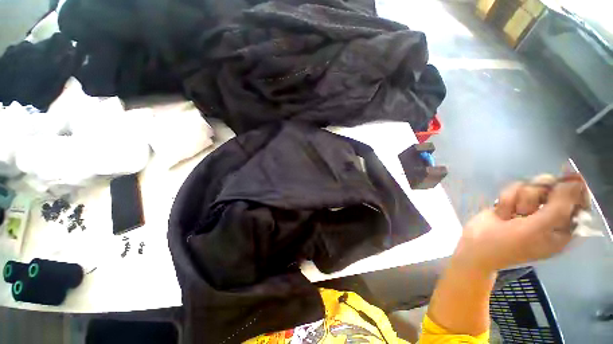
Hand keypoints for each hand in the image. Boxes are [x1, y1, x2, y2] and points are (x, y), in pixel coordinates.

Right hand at [454, 174, 588, 272]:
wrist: (475, 245)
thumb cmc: (508, 244)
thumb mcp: (537, 229)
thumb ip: (559, 207)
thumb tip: (575, 182)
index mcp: (564, 226)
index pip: (578, 201)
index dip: (572, 189)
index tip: (564, 180)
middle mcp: (550, 215)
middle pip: (554, 188)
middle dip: (537, 195)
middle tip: (527, 210)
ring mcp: (530, 208)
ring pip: (532, 186)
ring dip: (518, 199)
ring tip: (510, 215)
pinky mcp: (513, 203)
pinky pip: (514, 188)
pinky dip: (506, 199)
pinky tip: (501, 212)